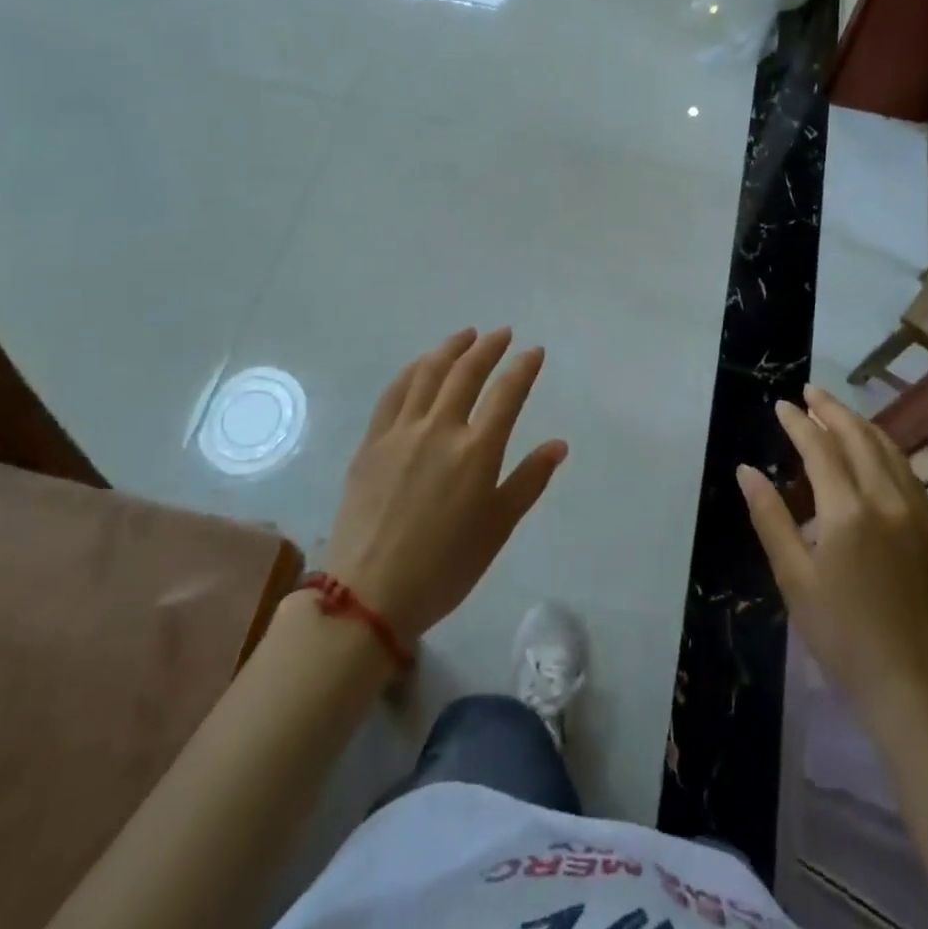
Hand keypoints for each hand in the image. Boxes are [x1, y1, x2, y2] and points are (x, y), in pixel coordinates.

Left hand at [326, 329, 568, 645]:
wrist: (369, 594)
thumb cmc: (445, 566)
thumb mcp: (498, 528)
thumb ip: (529, 480)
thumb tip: (558, 444)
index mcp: (476, 451)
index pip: (507, 393)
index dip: (523, 367)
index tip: (534, 351)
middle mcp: (440, 429)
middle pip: (466, 372)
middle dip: (488, 347)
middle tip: (501, 334)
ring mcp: (401, 431)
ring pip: (428, 373)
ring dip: (450, 348)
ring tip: (465, 336)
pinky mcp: (372, 441)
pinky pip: (394, 392)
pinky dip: (412, 370)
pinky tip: (421, 364)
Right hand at [738, 385, 927, 735]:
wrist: (916, 686)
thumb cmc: (842, 635)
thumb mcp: (794, 578)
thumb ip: (770, 518)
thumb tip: (746, 471)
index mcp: (848, 511)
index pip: (820, 448)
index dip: (799, 423)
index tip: (782, 405)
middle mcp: (887, 500)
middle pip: (859, 437)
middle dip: (832, 410)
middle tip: (810, 393)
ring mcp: (918, 514)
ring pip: (890, 451)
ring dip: (862, 425)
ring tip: (838, 414)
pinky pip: (909, 473)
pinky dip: (886, 451)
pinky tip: (876, 454)